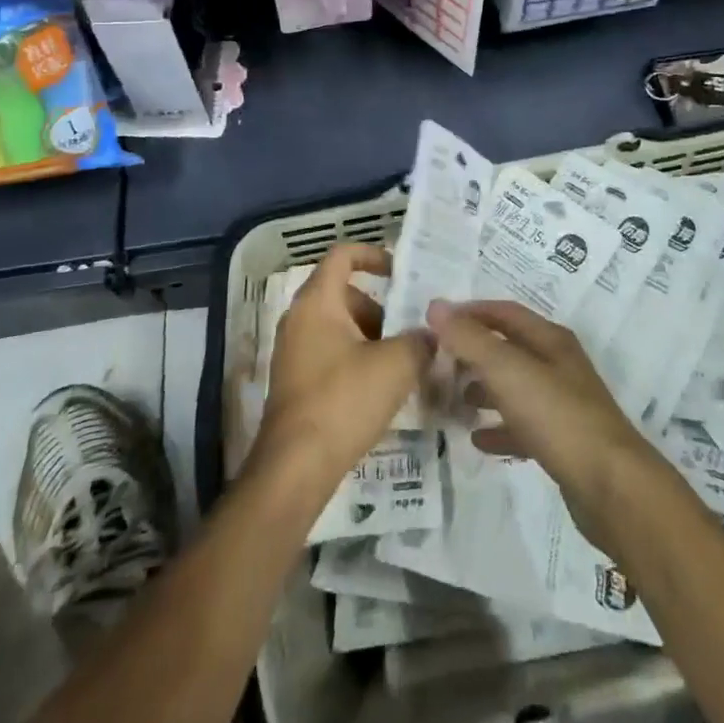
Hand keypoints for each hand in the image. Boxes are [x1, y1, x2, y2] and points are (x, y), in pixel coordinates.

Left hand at [254, 243, 432, 494]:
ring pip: (338, 327)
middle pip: (344, 294)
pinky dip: (356, 358)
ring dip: (371, 336)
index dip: (373, 255)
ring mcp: (293, 352)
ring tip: (402, 361)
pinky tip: (381, 388)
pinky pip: (330, 353)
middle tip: (409, 328)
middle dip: (380, 307)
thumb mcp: (397, 364)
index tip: (400, 272)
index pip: (343, 255)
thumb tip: (430, 335)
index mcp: (317, 301)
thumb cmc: (344, 400)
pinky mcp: (295, 382)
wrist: (295, 467)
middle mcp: (299, 319)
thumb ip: (420, 340)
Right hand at [425, 298, 668, 549]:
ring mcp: (563, 405)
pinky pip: (523, 426)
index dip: (470, 313)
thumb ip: (470, 339)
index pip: (504, 312)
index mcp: (550, 340)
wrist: (611, 486)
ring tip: (452, 400)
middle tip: (437, 365)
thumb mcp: (508, 371)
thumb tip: (435, 306)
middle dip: (473, 353)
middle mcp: (558, 365)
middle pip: (509, 349)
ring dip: (483, 390)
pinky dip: (499, 428)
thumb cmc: (558, 416)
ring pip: (515, 387)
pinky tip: (478, 441)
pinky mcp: (563, 442)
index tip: (435, 322)